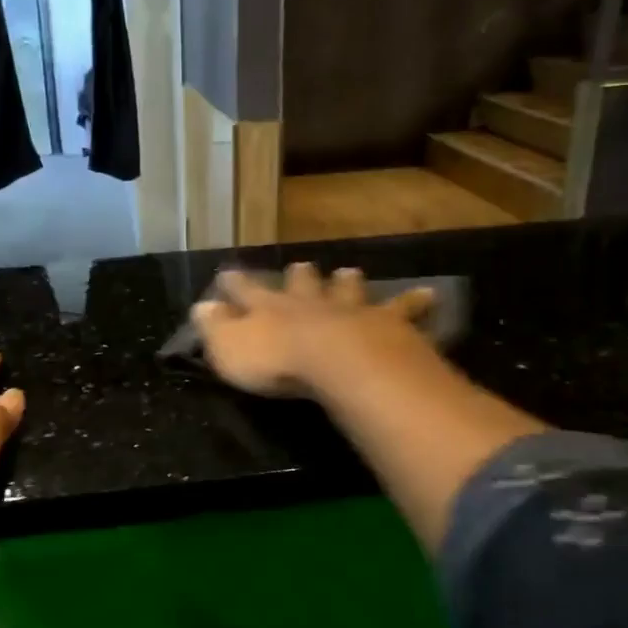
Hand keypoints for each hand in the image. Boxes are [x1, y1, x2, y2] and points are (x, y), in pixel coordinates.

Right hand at [190, 263, 437, 398]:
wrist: (338, 361)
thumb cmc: (276, 361)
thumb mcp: (229, 348)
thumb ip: (214, 328)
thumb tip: (199, 307)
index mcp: (270, 309)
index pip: (246, 291)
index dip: (236, 283)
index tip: (226, 272)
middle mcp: (310, 303)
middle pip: (302, 284)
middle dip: (299, 277)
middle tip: (301, 266)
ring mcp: (350, 310)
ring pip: (348, 290)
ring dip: (347, 283)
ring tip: (349, 272)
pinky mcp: (387, 325)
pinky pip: (404, 311)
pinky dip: (415, 303)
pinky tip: (429, 295)